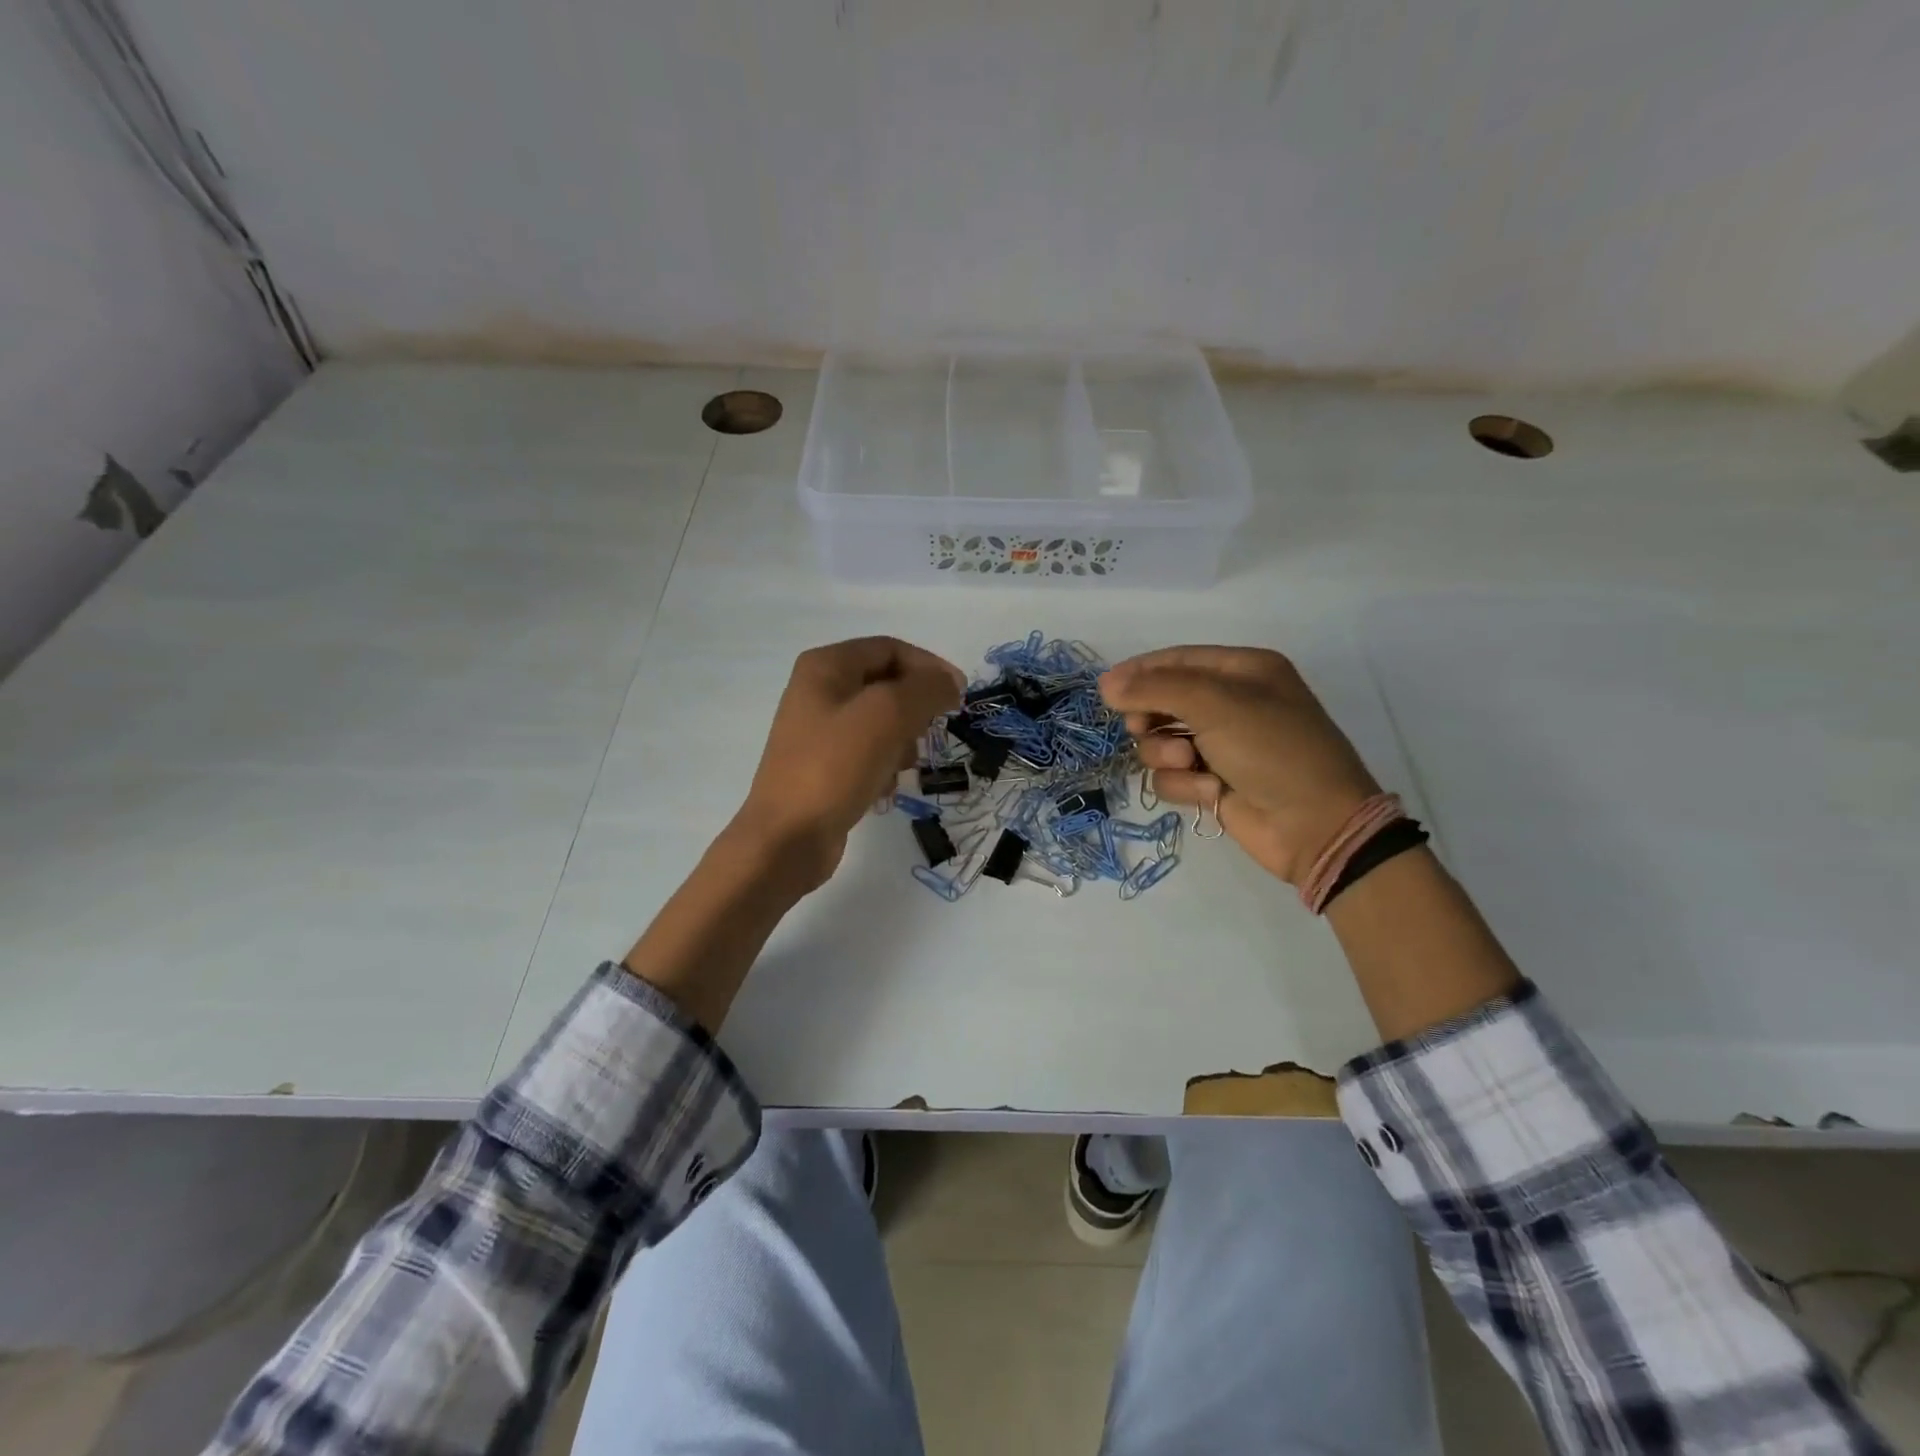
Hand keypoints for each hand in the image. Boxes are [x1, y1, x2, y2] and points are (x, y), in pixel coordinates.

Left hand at [734, 637, 965, 890]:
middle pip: (887, 685)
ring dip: (902, 742)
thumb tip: (950, 683)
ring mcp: (819, 731)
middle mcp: (819, 691)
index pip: (891, 649)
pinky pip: (868, 753)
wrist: (787, 839)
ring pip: (881, 722)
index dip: (930, 667)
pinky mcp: (824, 766)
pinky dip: (884, 766)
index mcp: (826, 666)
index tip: (960, 697)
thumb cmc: (835, 767)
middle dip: (915, 709)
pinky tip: (884, 789)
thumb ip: (926, 689)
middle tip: (930, 735)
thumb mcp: (888, 716)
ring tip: (904, 766)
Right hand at [1100, 646, 1380, 885]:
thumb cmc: (1272, 750)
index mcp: (1242, 670)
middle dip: (1151, 717)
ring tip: (1189, 763)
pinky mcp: (1211, 782)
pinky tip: (1209, 793)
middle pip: (1162, 700)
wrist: (1315, 825)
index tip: (1106, 690)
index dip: (1139, 672)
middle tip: (1144, 728)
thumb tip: (1106, 685)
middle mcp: (1230, 703)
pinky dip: (1183, 784)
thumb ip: (1156, 689)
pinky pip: (1171, 776)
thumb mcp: (1216, 705)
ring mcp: (1220, 745)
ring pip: (1159, 741)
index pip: (1176, 659)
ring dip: (1166, 754)